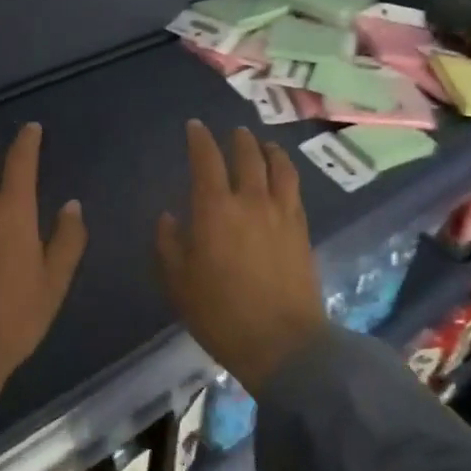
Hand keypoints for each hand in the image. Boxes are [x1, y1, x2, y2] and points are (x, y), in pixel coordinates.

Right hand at [155, 121, 327, 395]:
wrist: (283, 344)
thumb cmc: (221, 314)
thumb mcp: (179, 283)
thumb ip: (169, 244)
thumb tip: (169, 217)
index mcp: (215, 209)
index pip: (207, 160)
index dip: (199, 139)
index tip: (195, 127)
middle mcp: (251, 200)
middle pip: (247, 155)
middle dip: (238, 139)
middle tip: (233, 132)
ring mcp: (281, 213)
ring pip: (278, 166)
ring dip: (269, 150)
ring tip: (264, 144)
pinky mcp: (302, 229)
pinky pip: (294, 189)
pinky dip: (287, 173)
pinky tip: (283, 177)